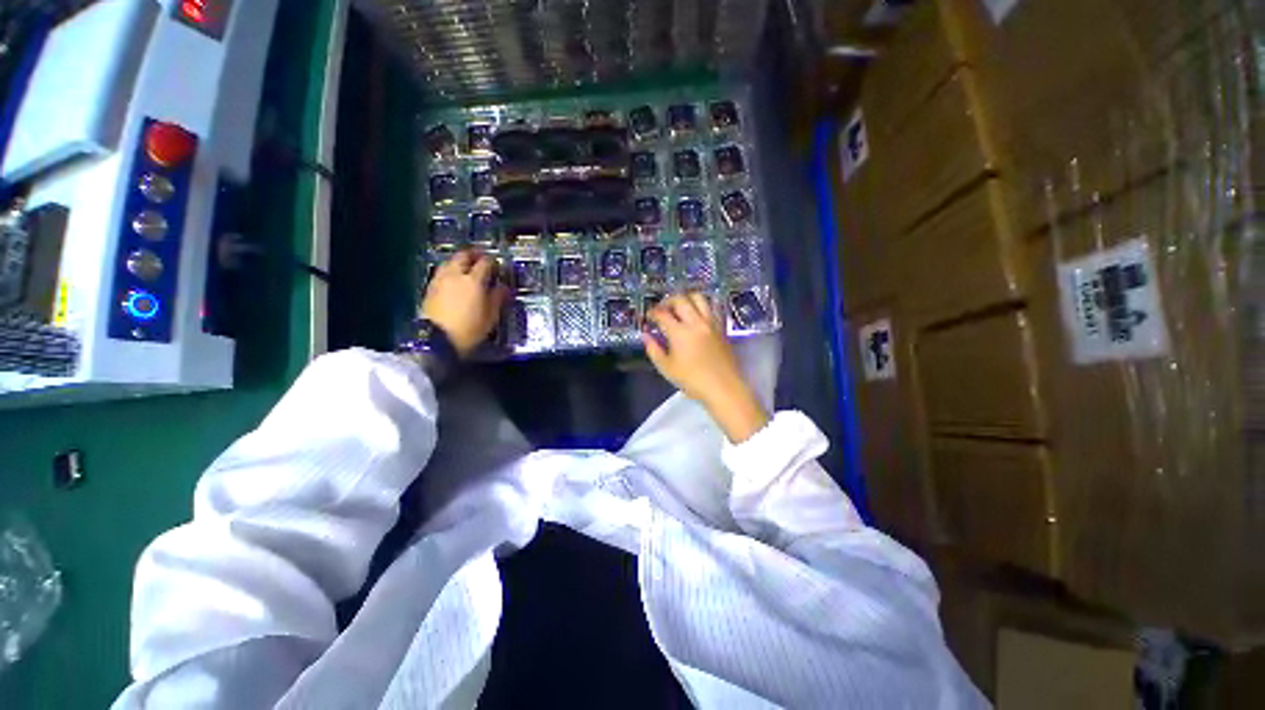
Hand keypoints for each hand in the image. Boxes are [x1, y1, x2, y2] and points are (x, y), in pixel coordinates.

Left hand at [420, 250, 507, 357]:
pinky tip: (454, 278)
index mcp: (474, 281)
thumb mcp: (491, 316)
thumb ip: (498, 298)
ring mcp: (440, 280)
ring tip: (466, 267)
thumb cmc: (470, 330)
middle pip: (464, 256)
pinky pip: (442, 271)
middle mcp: (456, 275)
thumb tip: (503, 288)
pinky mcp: (430, 288)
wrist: (438, 340)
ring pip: (450, 262)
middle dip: (473, 255)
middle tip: (481, 258)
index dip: (493, 262)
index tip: (498, 265)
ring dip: (459, 261)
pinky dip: (450, 270)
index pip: (485, 263)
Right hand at [643, 293, 769, 442]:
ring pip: (699, 298)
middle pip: (680, 299)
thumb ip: (653, 350)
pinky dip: (700, 306)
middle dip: (667, 301)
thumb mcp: (666, 368)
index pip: (662, 314)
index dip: (653, 312)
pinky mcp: (721, 327)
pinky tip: (695, 316)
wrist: (723, 387)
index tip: (649, 317)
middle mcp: (695, 322)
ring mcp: (711, 323)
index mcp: (679, 332)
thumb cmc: (692, 381)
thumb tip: (646, 336)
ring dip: (686, 298)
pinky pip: (710, 308)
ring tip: (680, 308)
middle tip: (662, 309)